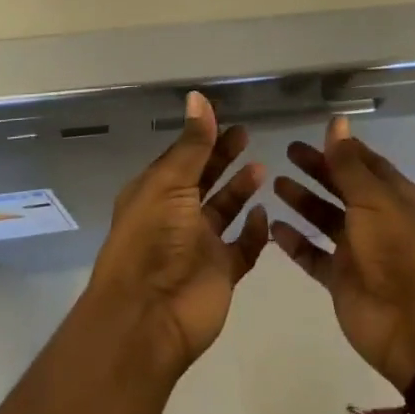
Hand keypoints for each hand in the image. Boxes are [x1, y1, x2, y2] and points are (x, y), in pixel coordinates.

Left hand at [87, 92, 268, 377]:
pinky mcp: (221, 273)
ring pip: (224, 212)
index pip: (182, 159)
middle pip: (204, 181)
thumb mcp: (170, 183)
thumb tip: (198, 97)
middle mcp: (175, 217)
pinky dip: (254, 232)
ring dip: (240, 191)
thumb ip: (192, 144)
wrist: (149, 317)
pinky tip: (265, 214)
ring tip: (262, 169)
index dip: (202, 139)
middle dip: (223, 159)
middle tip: (247, 135)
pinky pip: (242, 248)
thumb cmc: (152, 240)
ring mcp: (199, 247)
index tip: (226, 118)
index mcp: (155, 194)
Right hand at [272, 117, 414, 389]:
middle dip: (317, 170)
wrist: (412, 325)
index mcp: (394, 196)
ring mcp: (357, 250)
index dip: (341, 148)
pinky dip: (295, 241)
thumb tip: (337, 120)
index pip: (365, 163)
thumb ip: (348, 163)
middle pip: (341, 187)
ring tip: (275, 185)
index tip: (313, 134)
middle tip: (287, 153)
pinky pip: (313, 254)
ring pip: (325, 219)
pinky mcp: (340, 279)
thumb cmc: (397, 250)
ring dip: (303, 202)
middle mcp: (377, 219)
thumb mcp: (373, 199)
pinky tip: (272, 227)